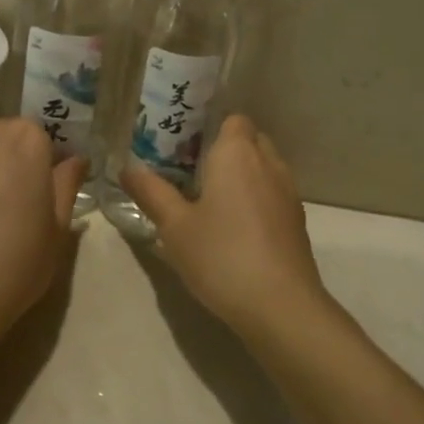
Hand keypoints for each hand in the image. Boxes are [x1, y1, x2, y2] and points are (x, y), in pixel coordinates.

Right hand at [121, 116, 330, 341]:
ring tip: (211, 203)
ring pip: (264, 168)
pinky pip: (273, 194)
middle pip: (250, 140)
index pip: (234, 119)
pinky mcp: (296, 220)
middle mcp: (268, 163)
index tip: (186, 148)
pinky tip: (235, 229)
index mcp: (237, 153)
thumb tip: (127, 168)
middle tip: (192, 174)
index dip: (212, 128)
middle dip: (226, 151)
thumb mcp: (175, 226)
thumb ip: (152, 193)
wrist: (280, 305)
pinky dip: (257, 200)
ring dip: (243, 177)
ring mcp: (288, 192)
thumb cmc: (221, 255)